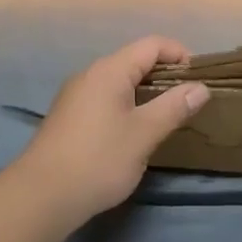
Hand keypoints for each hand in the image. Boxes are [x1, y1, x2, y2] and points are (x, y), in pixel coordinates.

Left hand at [8, 36, 208, 223]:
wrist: (41, 196)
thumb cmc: (98, 160)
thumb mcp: (144, 134)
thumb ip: (174, 107)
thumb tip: (200, 87)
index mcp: (109, 70)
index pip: (151, 45)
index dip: (179, 54)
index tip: (199, 78)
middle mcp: (90, 75)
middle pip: (134, 61)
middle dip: (165, 75)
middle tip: (188, 101)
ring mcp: (75, 96)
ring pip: (119, 82)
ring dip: (146, 92)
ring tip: (166, 117)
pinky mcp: (69, 117)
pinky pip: (106, 99)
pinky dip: (127, 105)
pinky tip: (134, 132)